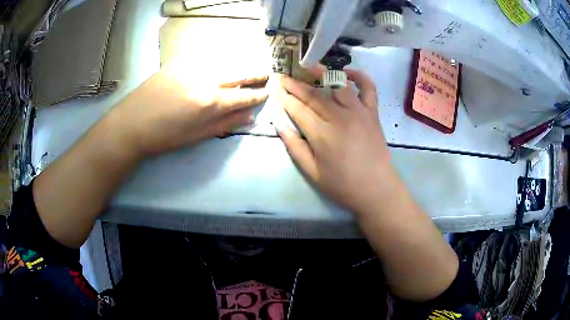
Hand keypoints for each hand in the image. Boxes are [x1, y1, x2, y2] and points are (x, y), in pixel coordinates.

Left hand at [108, 63, 267, 155]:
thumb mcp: (196, 136)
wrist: (131, 123)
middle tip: (265, 74)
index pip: (243, 96)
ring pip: (223, 63)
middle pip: (238, 74)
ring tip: (246, 71)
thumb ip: (225, 124)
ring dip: (238, 66)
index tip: (266, 92)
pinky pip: (205, 59)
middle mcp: (205, 79)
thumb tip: (249, 117)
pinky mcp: (179, 62)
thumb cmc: (164, 136)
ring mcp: (191, 67)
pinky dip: (217, 63)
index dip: (257, 95)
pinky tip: (220, 66)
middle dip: (254, 75)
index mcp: (210, 102)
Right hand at [276, 69, 392, 213]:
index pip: (298, 109)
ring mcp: (359, 112)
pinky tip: (348, 72)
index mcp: (321, 134)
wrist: (376, 188)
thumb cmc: (342, 184)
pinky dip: (360, 77)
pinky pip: (368, 89)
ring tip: (309, 67)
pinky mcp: (372, 113)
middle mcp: (339, 117)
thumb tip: (278, 123)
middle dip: (296, 85)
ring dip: (322, 73)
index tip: (276, 89)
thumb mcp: (312, 172)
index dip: (285, 98)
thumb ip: (294, 146)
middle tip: (284, 77)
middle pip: (314, 95)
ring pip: (337, 86)